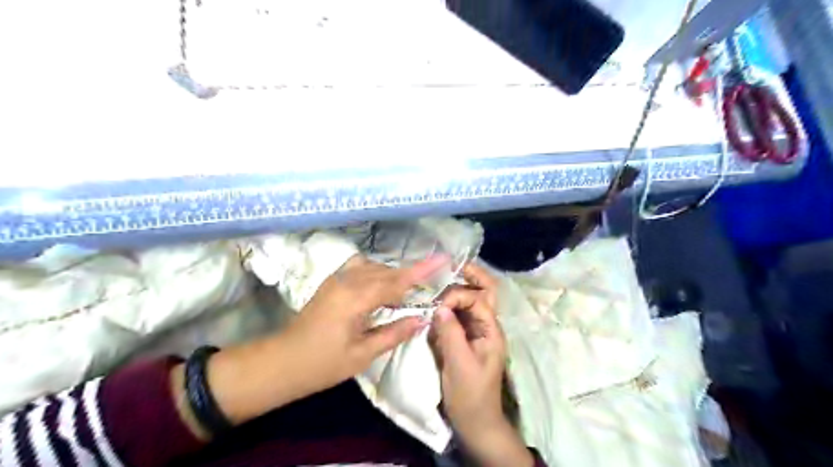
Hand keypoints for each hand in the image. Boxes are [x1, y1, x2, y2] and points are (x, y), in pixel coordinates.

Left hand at [280, 255, 449, 400]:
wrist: (282, 361)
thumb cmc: (323, 363)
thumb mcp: (362, 354)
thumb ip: (394, 333)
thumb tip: (422, 319)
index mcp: (357, 298)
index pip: (397, 280)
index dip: (422, 269)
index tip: (443, 258)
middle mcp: (348, 281)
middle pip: (387, 272)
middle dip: (408, 277)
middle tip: (425, 290)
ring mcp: (337, 278)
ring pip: (374, 267)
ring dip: (391, 276)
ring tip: (400, 296)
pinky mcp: (332, 282)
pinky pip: (361, 268)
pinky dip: (376, 274)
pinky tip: (378, 290)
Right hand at [429, 262, 533, 465]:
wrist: (476, 422)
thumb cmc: (470, 396)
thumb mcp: (459, 365)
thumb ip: (450, 333)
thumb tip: (439, 306)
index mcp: (491, 330)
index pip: (477, 299)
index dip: (457, 296)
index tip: (436, 306)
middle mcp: (486, 326)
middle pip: (484, 291)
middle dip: (471, 276)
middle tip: (449, 265)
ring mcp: (476, 331)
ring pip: (471, 301)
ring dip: (457, 290)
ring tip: (437, 283)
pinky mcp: (465, 339)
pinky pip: (459, 315)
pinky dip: (448, 307)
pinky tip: (435, 306)